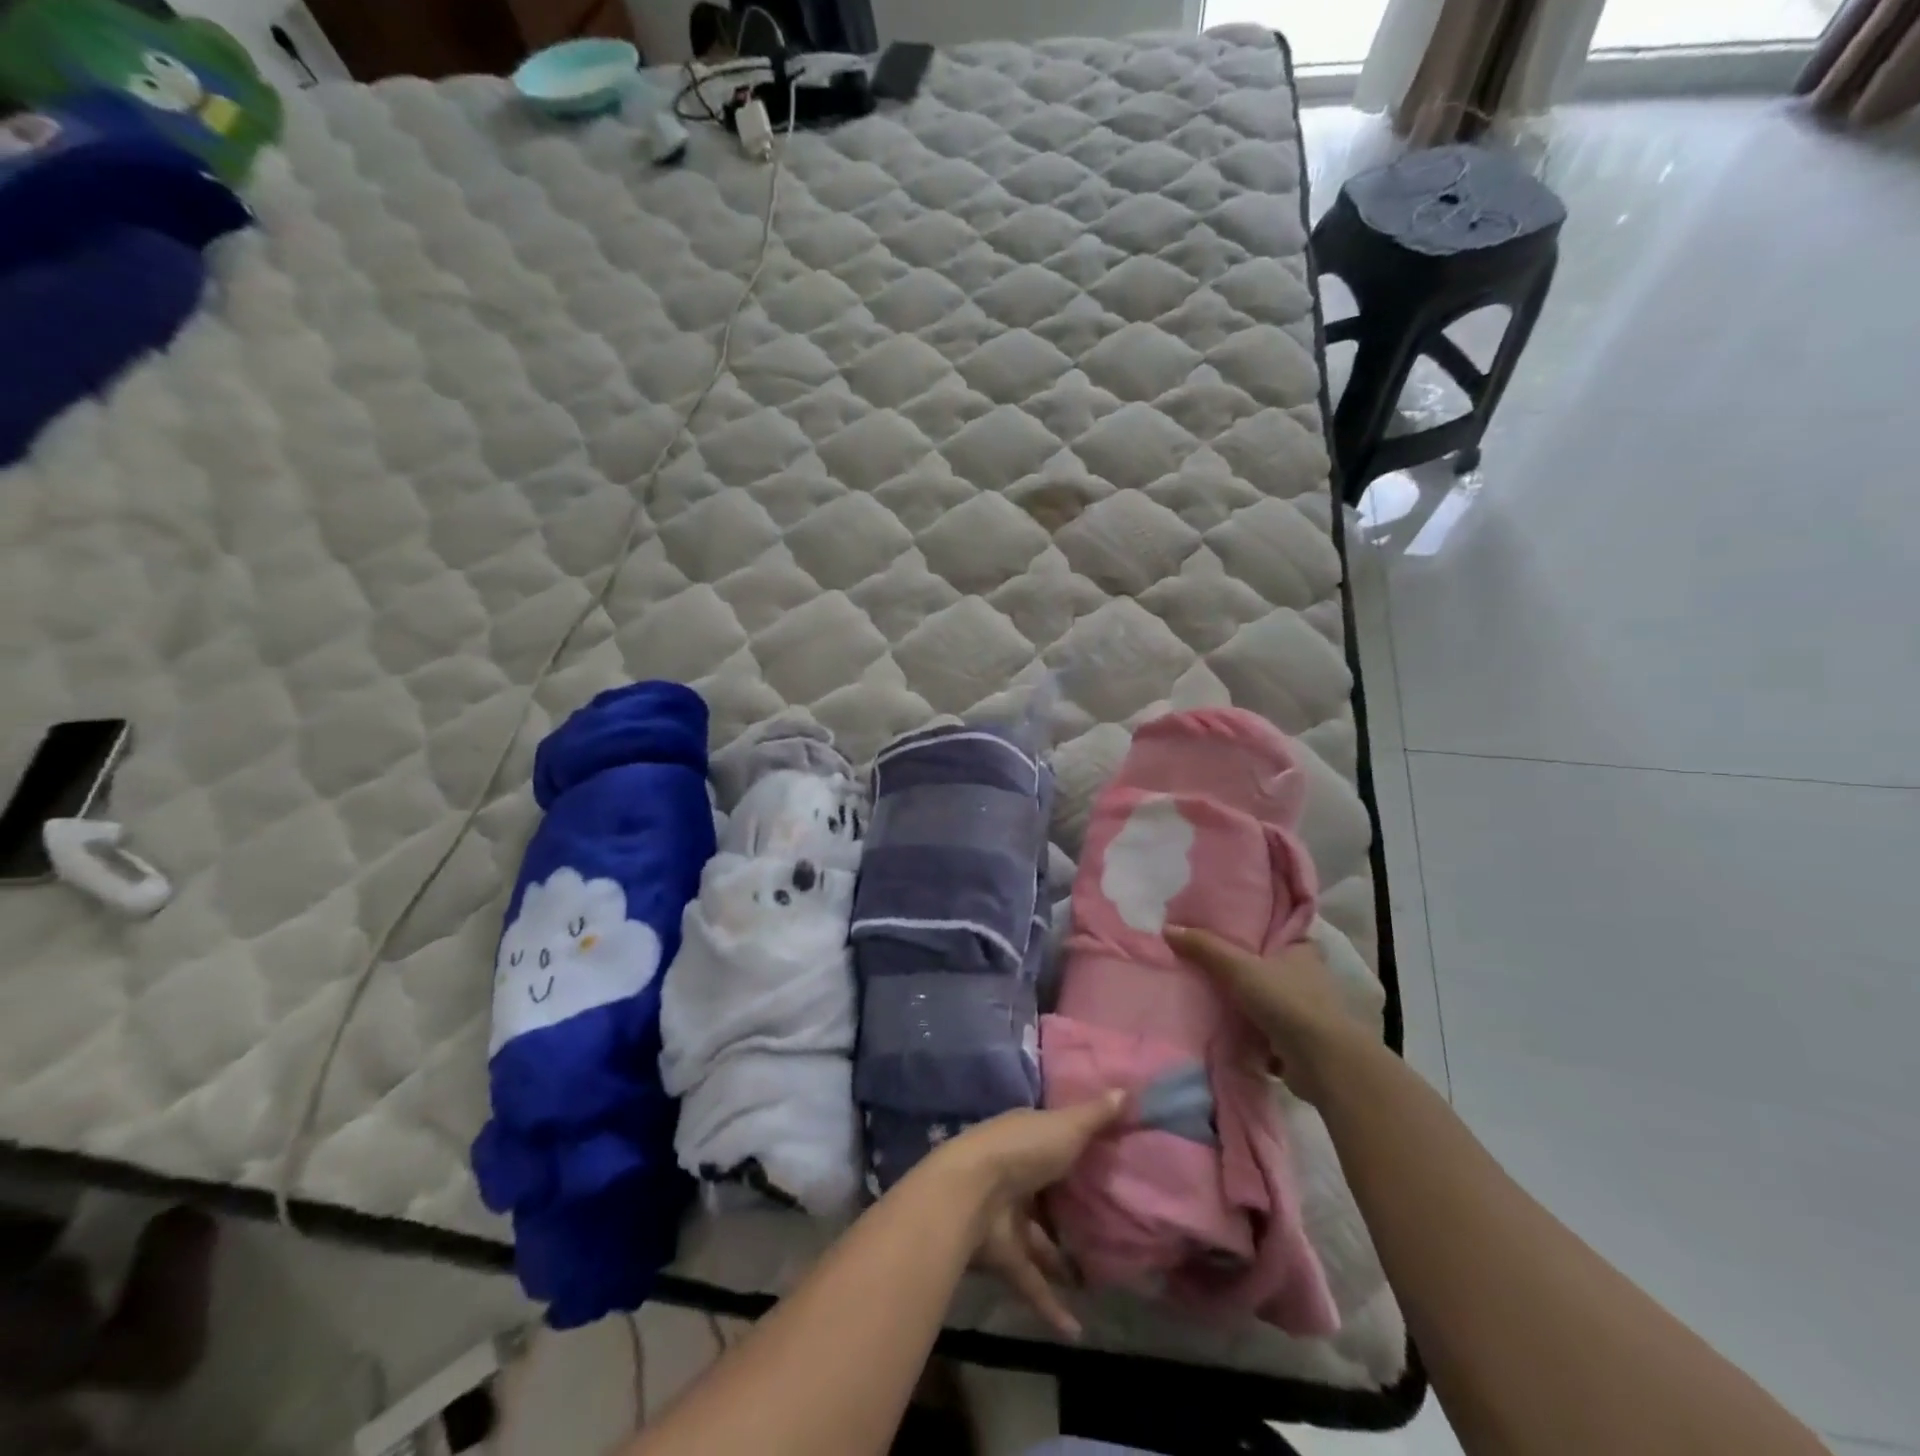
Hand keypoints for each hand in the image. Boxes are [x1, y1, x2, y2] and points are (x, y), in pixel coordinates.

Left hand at [930, 1093, 1125, 1337]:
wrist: (969, 1192)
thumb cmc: (1022, 1150)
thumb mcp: (1065, 1126)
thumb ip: (1096, 1115)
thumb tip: (1128, 1090)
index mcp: (1026, 1138)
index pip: (1053, 1142)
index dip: (1076, 1152)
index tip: (1106, 1166)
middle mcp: (1014, 1174)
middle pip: (1046, 1193)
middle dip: (1069, 1210)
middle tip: (1108, 1229)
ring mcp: (1006, 1216)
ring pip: (1038, 1240)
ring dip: (1060, 1260)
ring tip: (1097, 1281)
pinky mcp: (1003, 1255)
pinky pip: (1030, 1281)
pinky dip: (1050, 1305)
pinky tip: (1075, 1332)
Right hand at [1165, 928, 1365, 1104]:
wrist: (1323, 1062)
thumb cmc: (1286, 1001)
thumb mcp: (1238, 966)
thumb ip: (1204, 947)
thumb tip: (1168, 929)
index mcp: (1301, 951)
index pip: (1277, 932)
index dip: (1254, 932)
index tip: (1227, 933)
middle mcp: (1308, 978)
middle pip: (1268, 967)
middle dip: (1244, 970)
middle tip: (1207, 964)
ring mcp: (1306, 1013)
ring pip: (1267, 1000)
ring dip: (1246, 1003)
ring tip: (1208, 996)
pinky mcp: (1300, 1043)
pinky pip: (1267, 1031)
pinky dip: (1250, 1032)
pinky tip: (1223, 1029)